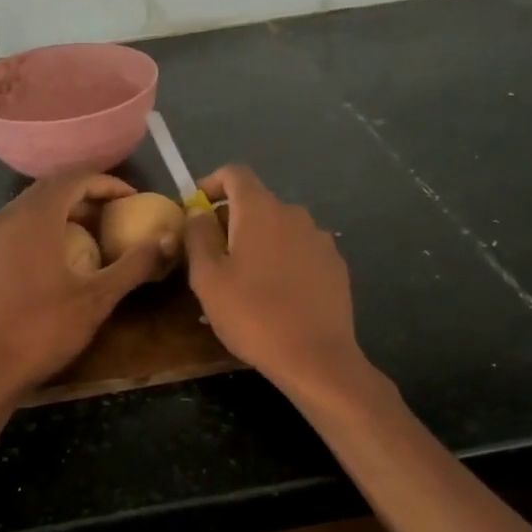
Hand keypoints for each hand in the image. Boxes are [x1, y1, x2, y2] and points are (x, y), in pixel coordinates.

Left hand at [0, 171, 167, 401]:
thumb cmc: (41, 330)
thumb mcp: (97, 299)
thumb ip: (134, 265)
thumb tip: (167, 240)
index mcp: (36, 217)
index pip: (75, 178)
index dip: (107, 183)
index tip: (130, 199)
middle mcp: (6, 217)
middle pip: (49, 189)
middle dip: (84, 195)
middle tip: (111, 215)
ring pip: (27, 210)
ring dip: (59, 214)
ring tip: (86, 238)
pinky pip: (11, 231)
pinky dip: (37, 233)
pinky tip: (50, 264)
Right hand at [185, 165, 365, 397]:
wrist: (315, 357)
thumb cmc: (252, 315)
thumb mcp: (208, 278)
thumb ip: (197, 237)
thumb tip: (197, 212)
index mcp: (260, 210)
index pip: (235, 174)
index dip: (212, 183)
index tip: (195, 206)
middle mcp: (294, 214)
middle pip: (257, 203)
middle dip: (231, 220)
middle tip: (212, 256)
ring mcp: (320, 239)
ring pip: (280, 229)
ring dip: (258, 243)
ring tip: (244, 281)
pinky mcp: (335, 266)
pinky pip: (300, 251)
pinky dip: (282, 261)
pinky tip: (276, 295)